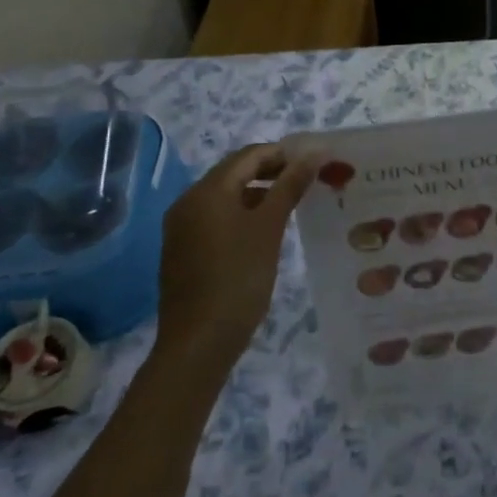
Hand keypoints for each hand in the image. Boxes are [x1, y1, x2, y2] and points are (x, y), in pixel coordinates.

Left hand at [149, 145, 316, 381]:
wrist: (198, 344)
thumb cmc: (238, 278)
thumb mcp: (270, 227)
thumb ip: (291, 185)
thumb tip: (314, 153)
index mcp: (207, 190)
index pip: (249, 155)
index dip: (284, 153)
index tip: (315, 162)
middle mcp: (188, 201)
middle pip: (235, 172)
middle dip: (272, 172)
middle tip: (308, 181)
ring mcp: (182, 228)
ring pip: (226, 196)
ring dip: (259, 194)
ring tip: (293, 204)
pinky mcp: (183, 250)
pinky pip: (217, 218)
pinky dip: (242, 214)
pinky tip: (265, 231)